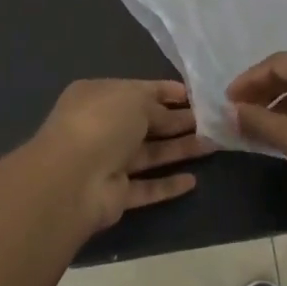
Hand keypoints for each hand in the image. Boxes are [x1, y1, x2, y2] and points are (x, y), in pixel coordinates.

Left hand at [31, 80, 215, 232]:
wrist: (72, 179)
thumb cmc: (102, 123)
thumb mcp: (134, 98)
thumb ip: (157, 103)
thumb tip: (171, 111)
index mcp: (99, 96)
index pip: (138, 90)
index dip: (166, 92)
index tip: (195, 95)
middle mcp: (102, 127)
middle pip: (146, 123)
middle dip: (178, 121)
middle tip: (212, 120)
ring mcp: (108, 162)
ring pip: (150, 154)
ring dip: (180, 149)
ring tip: (214, 144)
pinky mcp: (116, 194)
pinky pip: (147, 187)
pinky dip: (168, 184)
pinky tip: (193, 181)